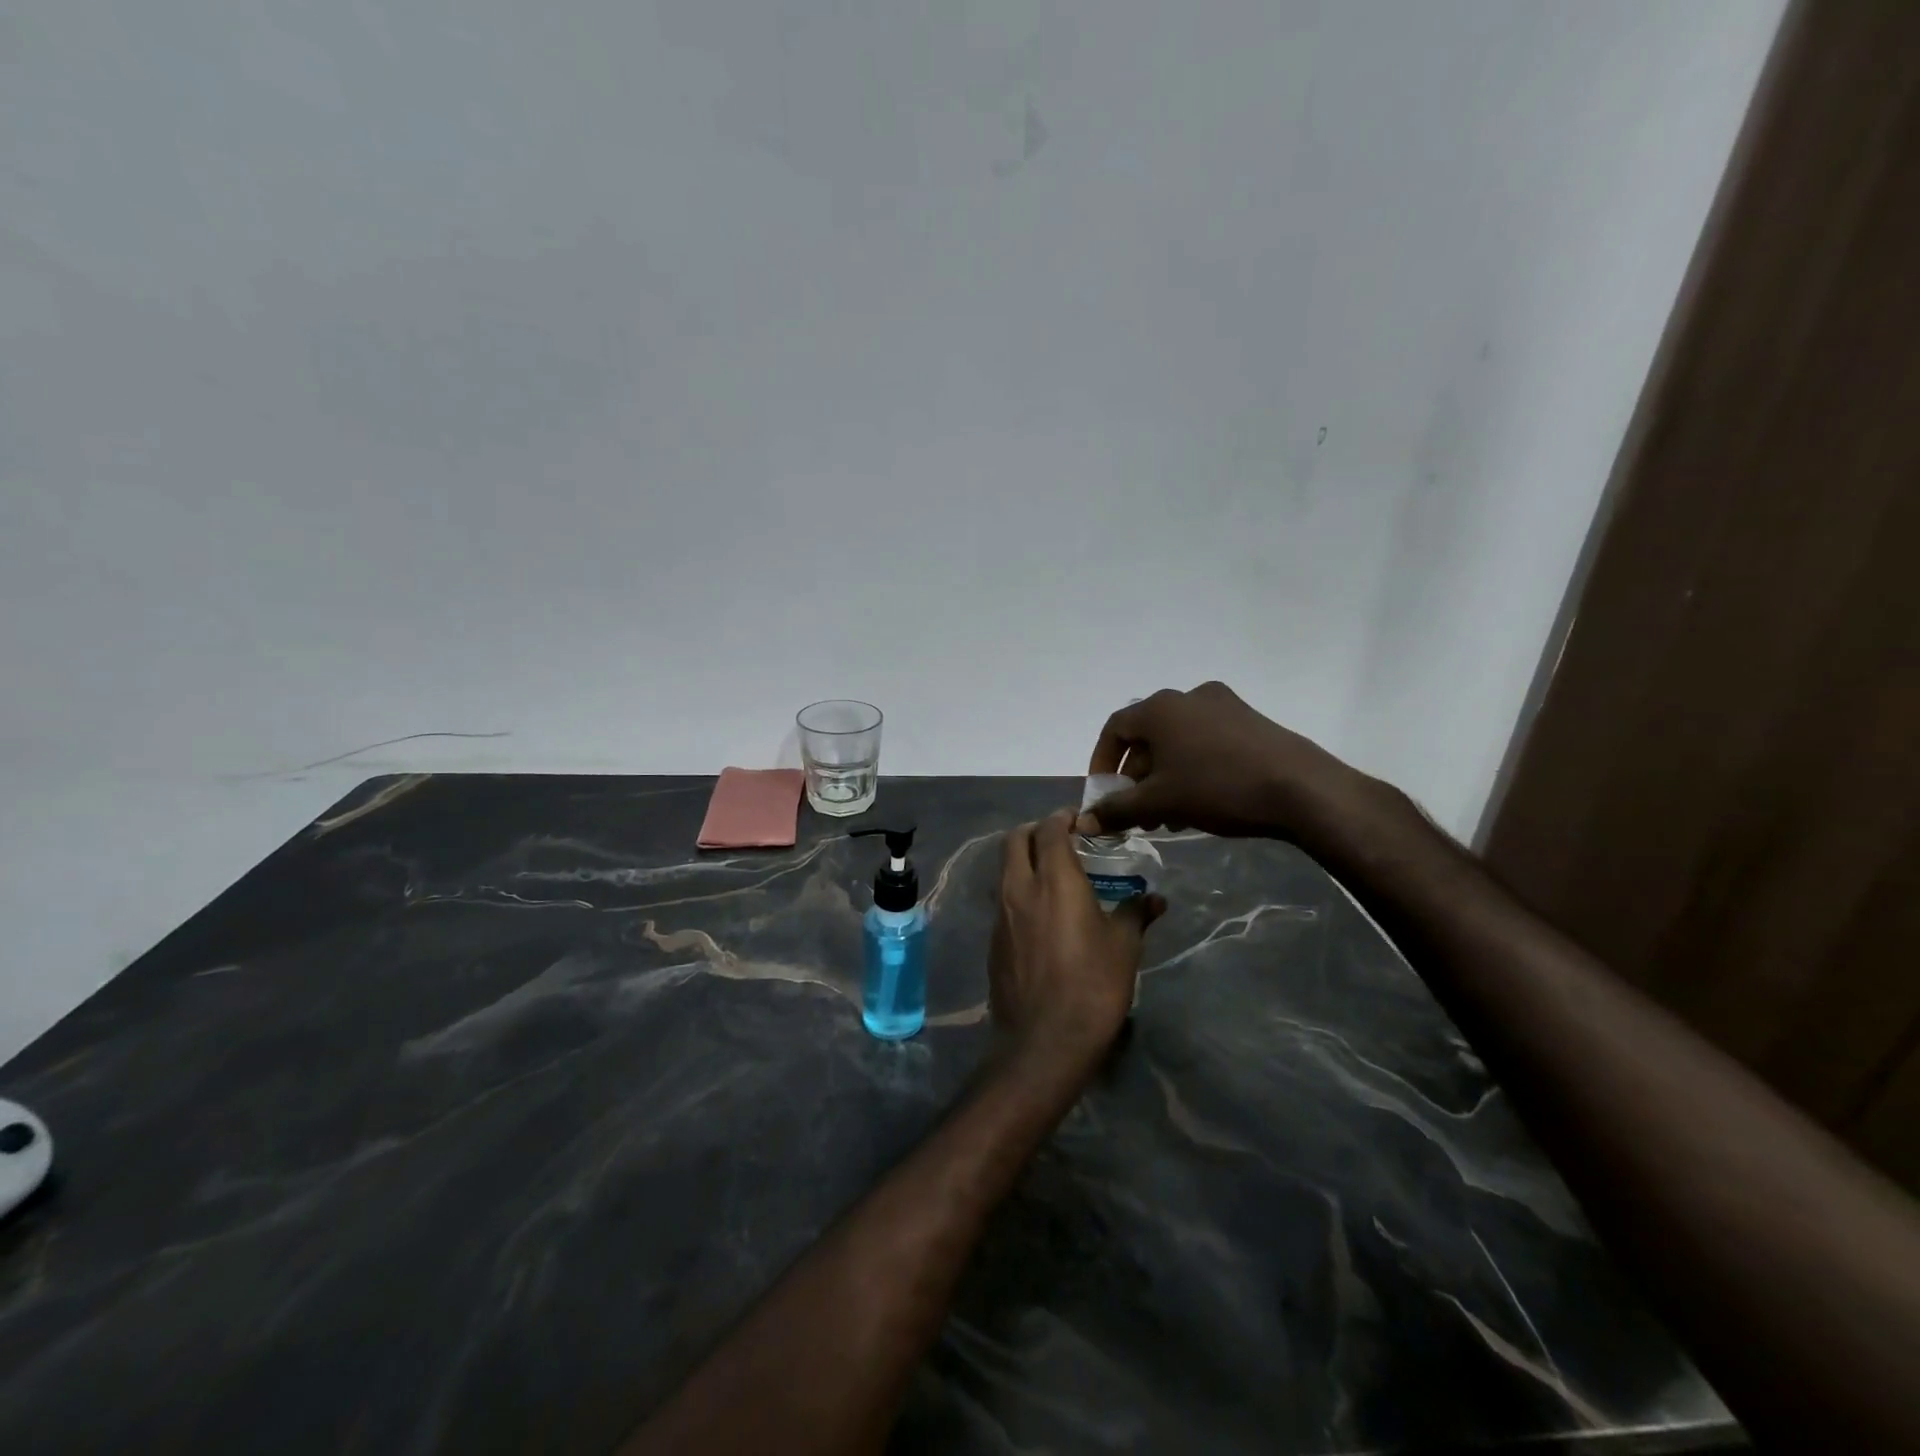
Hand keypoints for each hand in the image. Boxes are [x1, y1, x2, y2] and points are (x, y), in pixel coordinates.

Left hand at [989, 810, 1164, 1067]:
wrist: (1043, 1041)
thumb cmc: (1092, 987)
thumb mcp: (1124, 948)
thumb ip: (1136, 914)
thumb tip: (1155, 899)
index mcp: (1054, 880)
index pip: (1049, 829)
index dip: (1063, 819)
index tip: (1080, 821)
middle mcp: (1020, 888)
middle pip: (1015, 840)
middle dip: (1036, 831)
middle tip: (1062, 840)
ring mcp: (1001, 914)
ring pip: (1005, 869)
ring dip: (1024, 860)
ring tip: (1053, 874)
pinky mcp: (993, 939)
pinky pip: (1003, 899)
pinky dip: (1019, 890)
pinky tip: (1041, 913)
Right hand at [1079, 681, 1368, 838]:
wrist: (1300, 788)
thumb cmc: (1217, 788)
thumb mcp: (1160, 803)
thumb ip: (1117, 810)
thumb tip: (1082, 822)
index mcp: (1160, 708)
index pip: (1115, 729)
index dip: (1102, 762)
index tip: (1104, 794)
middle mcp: (1188, 697)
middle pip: (1147, 736)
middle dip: (1136, 777)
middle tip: (1137, 812)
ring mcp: (1223, 705)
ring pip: (1177, 741)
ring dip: (1164, 776)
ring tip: (1168, 816)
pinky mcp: (1249, 720)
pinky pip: (1204, 741)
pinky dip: (1191, 767)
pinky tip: (1199, 803)